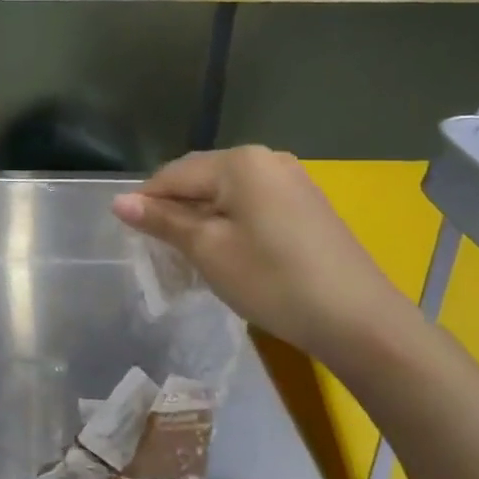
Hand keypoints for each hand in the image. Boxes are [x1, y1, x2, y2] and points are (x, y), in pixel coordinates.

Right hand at [112, 147, 419, 366]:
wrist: (359, 320)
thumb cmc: (272, 280)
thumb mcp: (208, 250)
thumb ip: (163, 221)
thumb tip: (119, 201)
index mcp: (239, 161)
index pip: (173, 174)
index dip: (147, 203)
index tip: (130, 236)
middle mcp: (267, 158)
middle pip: (201, 178)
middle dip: (176, 210)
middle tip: (160, 251)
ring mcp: (292, 179)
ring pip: (228, 192)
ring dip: (203, 218)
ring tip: (191, 255)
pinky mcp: (307, 203)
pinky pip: (253, 203)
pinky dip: (232, 222)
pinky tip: (229, 252)